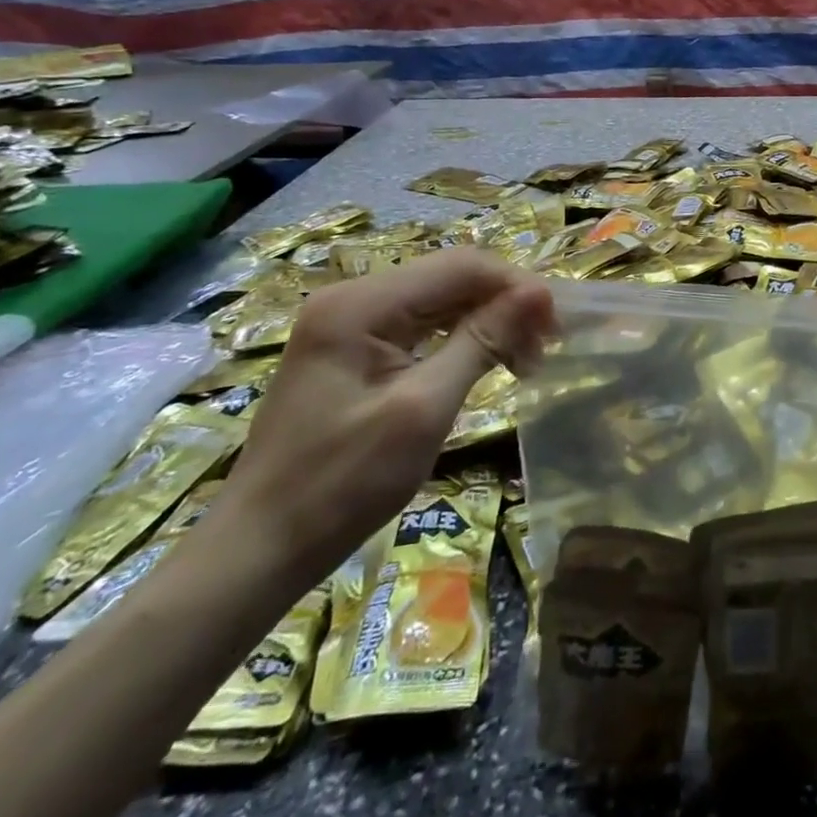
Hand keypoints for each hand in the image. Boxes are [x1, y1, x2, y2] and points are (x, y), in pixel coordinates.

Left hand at [207, 250, 553, 594]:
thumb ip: (483, 341)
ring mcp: (349, 323)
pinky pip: (421, 326)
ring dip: (488, 323)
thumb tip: (540, 292)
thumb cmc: (342, 484)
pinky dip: (461, 340)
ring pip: (441, 301)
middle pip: (451, 278)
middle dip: (505, 305)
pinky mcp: (352, 349)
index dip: (516, 287)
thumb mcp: (424, 409)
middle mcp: (353, 299)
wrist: (260, 549)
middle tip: (543, 352)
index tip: (556, 327)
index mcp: (361, 304)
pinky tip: (486, 364)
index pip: (460, 267)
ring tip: (524, 363)